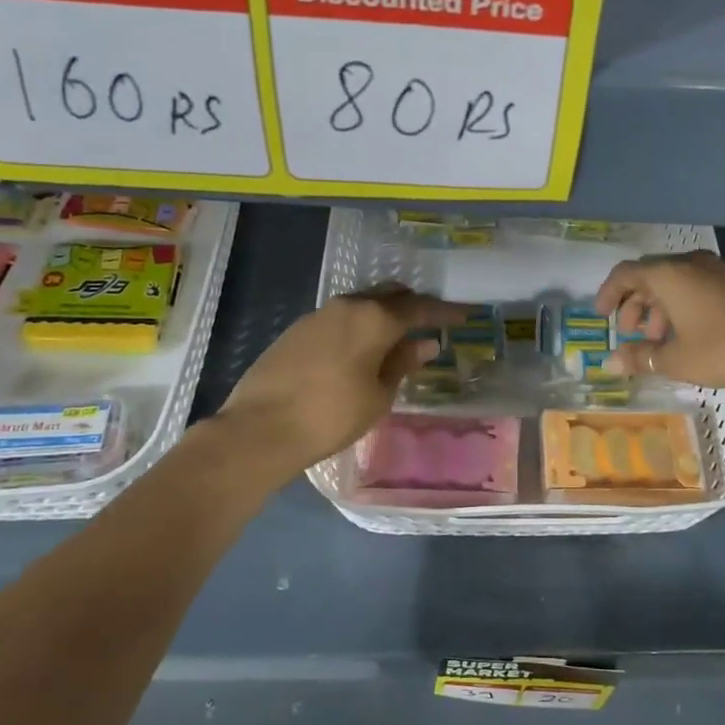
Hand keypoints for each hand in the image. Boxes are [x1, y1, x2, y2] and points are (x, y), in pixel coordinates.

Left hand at [216, 285, 466, 474]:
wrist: (260, 428)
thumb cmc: (331, 415)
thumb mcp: (378, 395)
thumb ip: (403, 363)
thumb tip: (425, 343)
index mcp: (374, 319)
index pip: (418, 308)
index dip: (444, 312)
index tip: (464, 314)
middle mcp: (347, 306)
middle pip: (388, 296)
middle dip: (411, 306)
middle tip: (429, 323)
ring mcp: (317, 315)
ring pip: (361, 305)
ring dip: (382, 316)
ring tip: (395, 338)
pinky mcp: (295, 331)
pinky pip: (338, 319)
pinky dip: (357, 327)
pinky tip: (359, 350)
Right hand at [596, 251, 724, 393]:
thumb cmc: (723, 352)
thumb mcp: (676, 359)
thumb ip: (639, 357)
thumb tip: (609, 363)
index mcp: (671, 275)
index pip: (626, 273)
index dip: (608, 294)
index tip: (601, 316)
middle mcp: (691, 263)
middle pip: (650, 275)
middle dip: (634, 303)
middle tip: (630, 333)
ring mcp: (717, 269)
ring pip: (674, 280)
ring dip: (658, 306)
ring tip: (657, 339)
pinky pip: (695, 284)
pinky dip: (680, 304)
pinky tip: (684, 333)